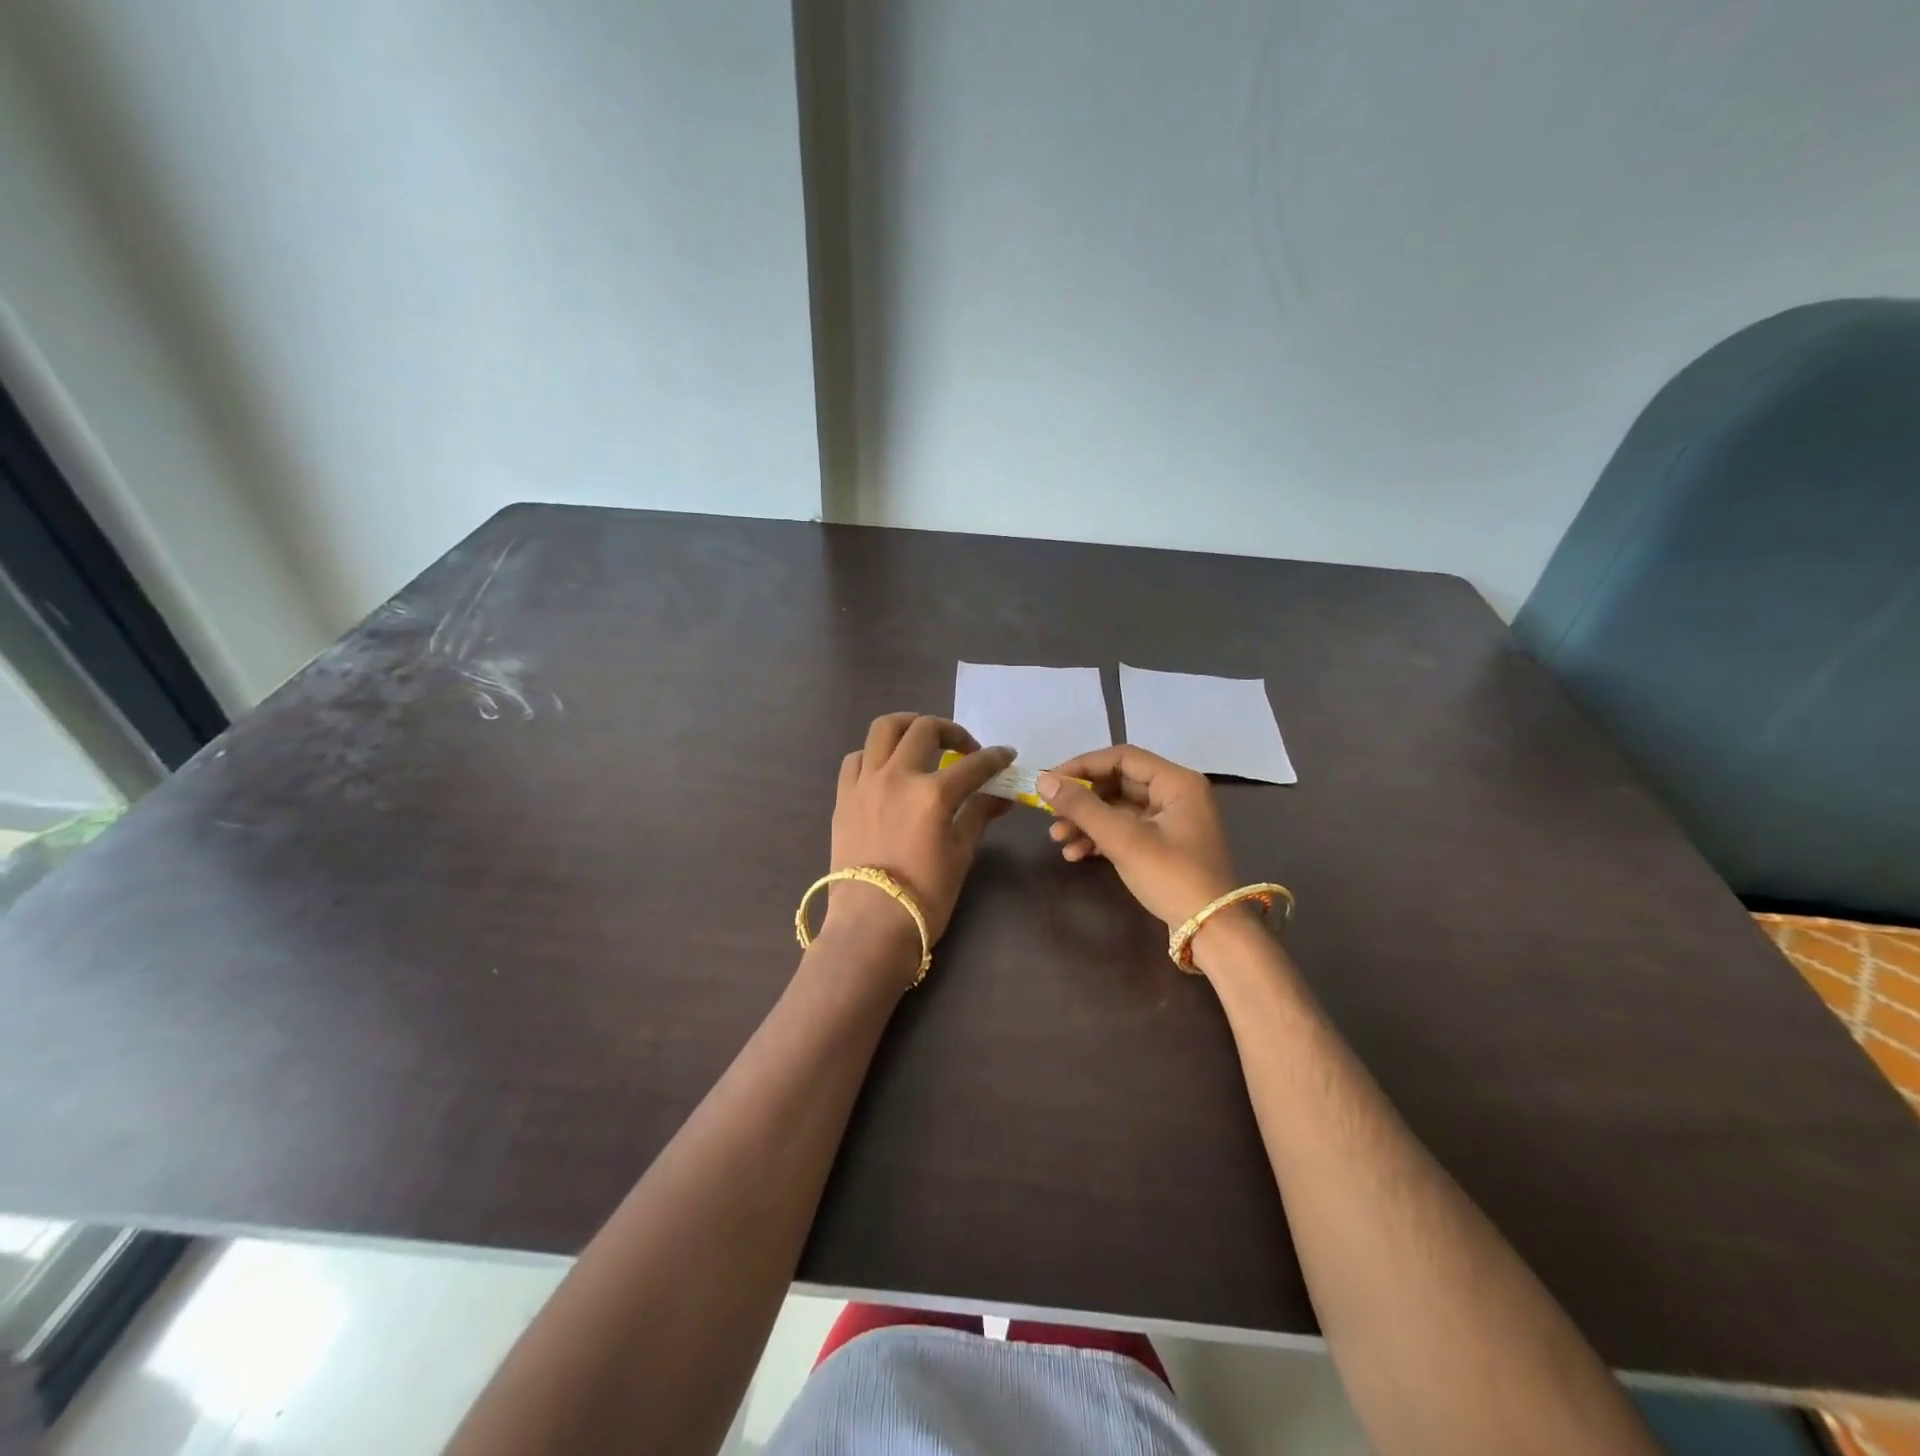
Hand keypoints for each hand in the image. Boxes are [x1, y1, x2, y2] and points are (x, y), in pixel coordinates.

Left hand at [825, 714, 1013, 947]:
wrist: (870, 925)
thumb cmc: (925, 897)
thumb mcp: (960, 855)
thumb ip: (978, 816)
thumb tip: (1001, 797)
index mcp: (933, 794)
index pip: (974, 764)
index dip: (995, 757)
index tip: (1006, 756)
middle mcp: (897, 777)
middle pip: (925, 729)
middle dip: (953, 732)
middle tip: (965, 750)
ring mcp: (865, 783)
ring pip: (884, 729)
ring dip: (908, 726)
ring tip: (922, 741)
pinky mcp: (844, 796)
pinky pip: (857, 758)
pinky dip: (875, 754)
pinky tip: (887, 770)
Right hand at [1038, 746, 1237, 930]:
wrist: (1211, 930)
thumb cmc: (1171, 876)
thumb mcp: (1123, 839)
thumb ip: (1082, 807)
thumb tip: (1043, 781)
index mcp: (1177, 782)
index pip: (1121, 757)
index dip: (1082, 766)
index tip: (1050, 782)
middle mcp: (1175, 794)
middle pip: (1117, 783)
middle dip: (1082, 800)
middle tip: (1051, 814)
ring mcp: (1170, 820)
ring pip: (1118, 808)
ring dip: (1086, 821)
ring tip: (1058, 838)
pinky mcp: (1163, 844)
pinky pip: (1125, 829)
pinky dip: (1100, 838)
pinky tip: (1076, 854)